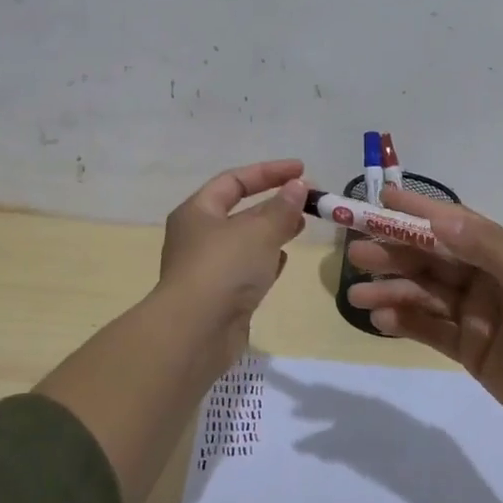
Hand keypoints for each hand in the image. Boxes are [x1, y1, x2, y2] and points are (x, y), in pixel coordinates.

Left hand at [158, 159, 308, 364]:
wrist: (195, 332)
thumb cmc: (224, 269)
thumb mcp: (259, 231)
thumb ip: (282, 208)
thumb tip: (299, 187)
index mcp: (197, 211)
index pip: (234, 180)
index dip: (269, 172)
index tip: (302, 170)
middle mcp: (198, 236)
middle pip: (239, 210)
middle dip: (274, 202)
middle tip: (307, 200)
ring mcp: (208, 268)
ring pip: (245, 241)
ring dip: (272, 231)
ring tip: (302, 226)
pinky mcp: (220, 296)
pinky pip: (246, 269)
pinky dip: (266, 261)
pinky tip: (284, 260)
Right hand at [344, 187, 502, 451]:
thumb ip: (491, 249)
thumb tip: (442, 217)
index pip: (455, 226)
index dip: (419, 213)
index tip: (381, 200)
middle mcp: (487, 281)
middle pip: (432, 259)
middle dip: (394, 254)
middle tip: (356, 254)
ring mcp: (476, 316)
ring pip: (424, 294)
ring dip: (391, 291)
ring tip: (356, 297)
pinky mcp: (468, 349)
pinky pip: (429, 329)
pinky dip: (404, 322)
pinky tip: (380, 322)